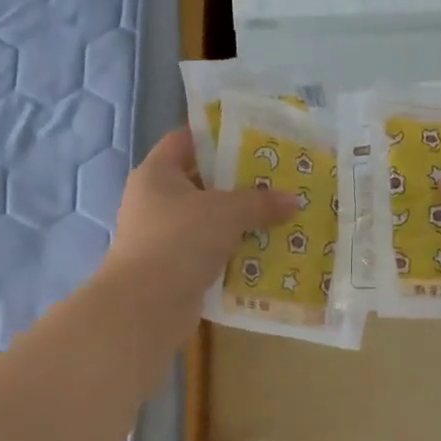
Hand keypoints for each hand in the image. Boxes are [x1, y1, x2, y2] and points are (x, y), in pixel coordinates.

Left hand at [108, 130, 299, 309]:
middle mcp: (154, 201)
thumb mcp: (226, 212)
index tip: (253, 138)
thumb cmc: (180, 240)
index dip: (217, 135)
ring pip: (207, 220)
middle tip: (276, 180)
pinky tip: (264, 252)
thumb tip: (293, 200)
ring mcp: (162, 237)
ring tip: (278, 215)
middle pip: (201, 182)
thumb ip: (260, 202)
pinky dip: (232, 252)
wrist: (146, 305)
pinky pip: (208, 252)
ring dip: (238, 221)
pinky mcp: (173, 268)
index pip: (185, 140)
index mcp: (157, 173)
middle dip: (238, 182)